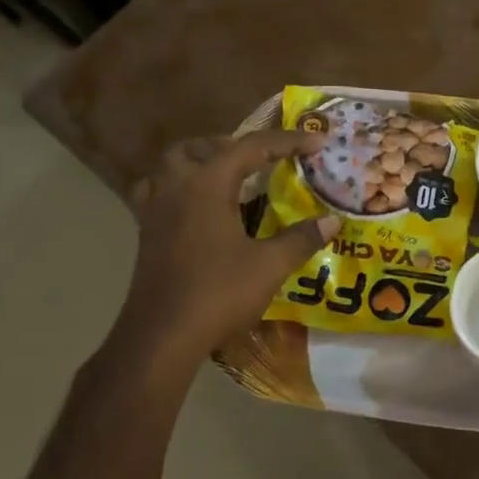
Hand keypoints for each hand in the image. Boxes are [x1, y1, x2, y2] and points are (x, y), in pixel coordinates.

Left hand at [105, 130, 338, 375]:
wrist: (162, 336)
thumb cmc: (217, 294)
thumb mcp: (269, 266)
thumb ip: (301, 239)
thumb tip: (332, 221)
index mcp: (207, 185)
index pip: (251, 148)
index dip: (288, 142)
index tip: (318, 142)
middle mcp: (176, 187)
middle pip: (201, 148)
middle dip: (234, 145)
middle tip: (264, 158)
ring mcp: (155, 210)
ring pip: (172, 166)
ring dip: (201, 161)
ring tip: (228, 175)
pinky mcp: (146, 233)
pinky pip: (160, 192)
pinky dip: (181, 187)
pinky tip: (199, 207)